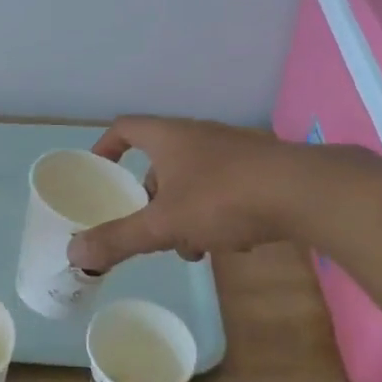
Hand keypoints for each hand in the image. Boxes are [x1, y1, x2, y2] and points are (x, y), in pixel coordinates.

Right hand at [67, 116, 294, 272]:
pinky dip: (219, 214)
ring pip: (194, 181)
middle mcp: (199, 136)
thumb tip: (73, 254)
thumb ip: (119, 239)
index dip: (106, 146)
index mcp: (169, 137)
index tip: (99, 169)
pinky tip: (234, 242)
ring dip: (186, 213)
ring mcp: (234, 151)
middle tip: (151, 228)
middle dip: (152, 200)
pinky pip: (226, 189)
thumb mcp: (164, 224)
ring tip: (195, 248)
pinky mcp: (262, 170)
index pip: (125, 127)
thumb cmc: (224, 198)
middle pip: (161, 162)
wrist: (308, 193)